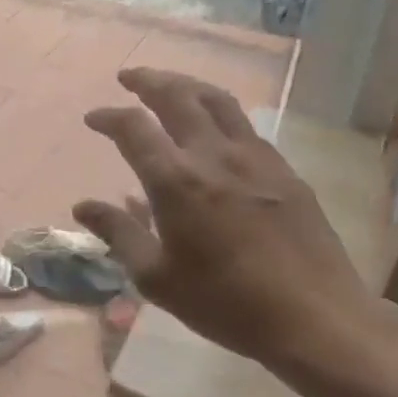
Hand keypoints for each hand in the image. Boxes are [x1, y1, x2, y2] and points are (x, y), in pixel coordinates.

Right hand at [73, 68, 377, 374]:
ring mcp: (255, 158)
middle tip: (129, 77)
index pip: (133, 128)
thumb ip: (119, 233)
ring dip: (186, 85)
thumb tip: (82, 206)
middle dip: (148, 80)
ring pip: (216, 100)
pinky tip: (215, 126)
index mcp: (176, 180)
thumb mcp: (156, 277)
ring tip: (169, 85)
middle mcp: (214, 156)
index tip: (93, 119)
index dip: (109, 117)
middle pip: (177, 96)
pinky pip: (245, 125)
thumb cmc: (225, 302)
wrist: (315, 318)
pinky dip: (219, 111)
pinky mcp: (284, 170)